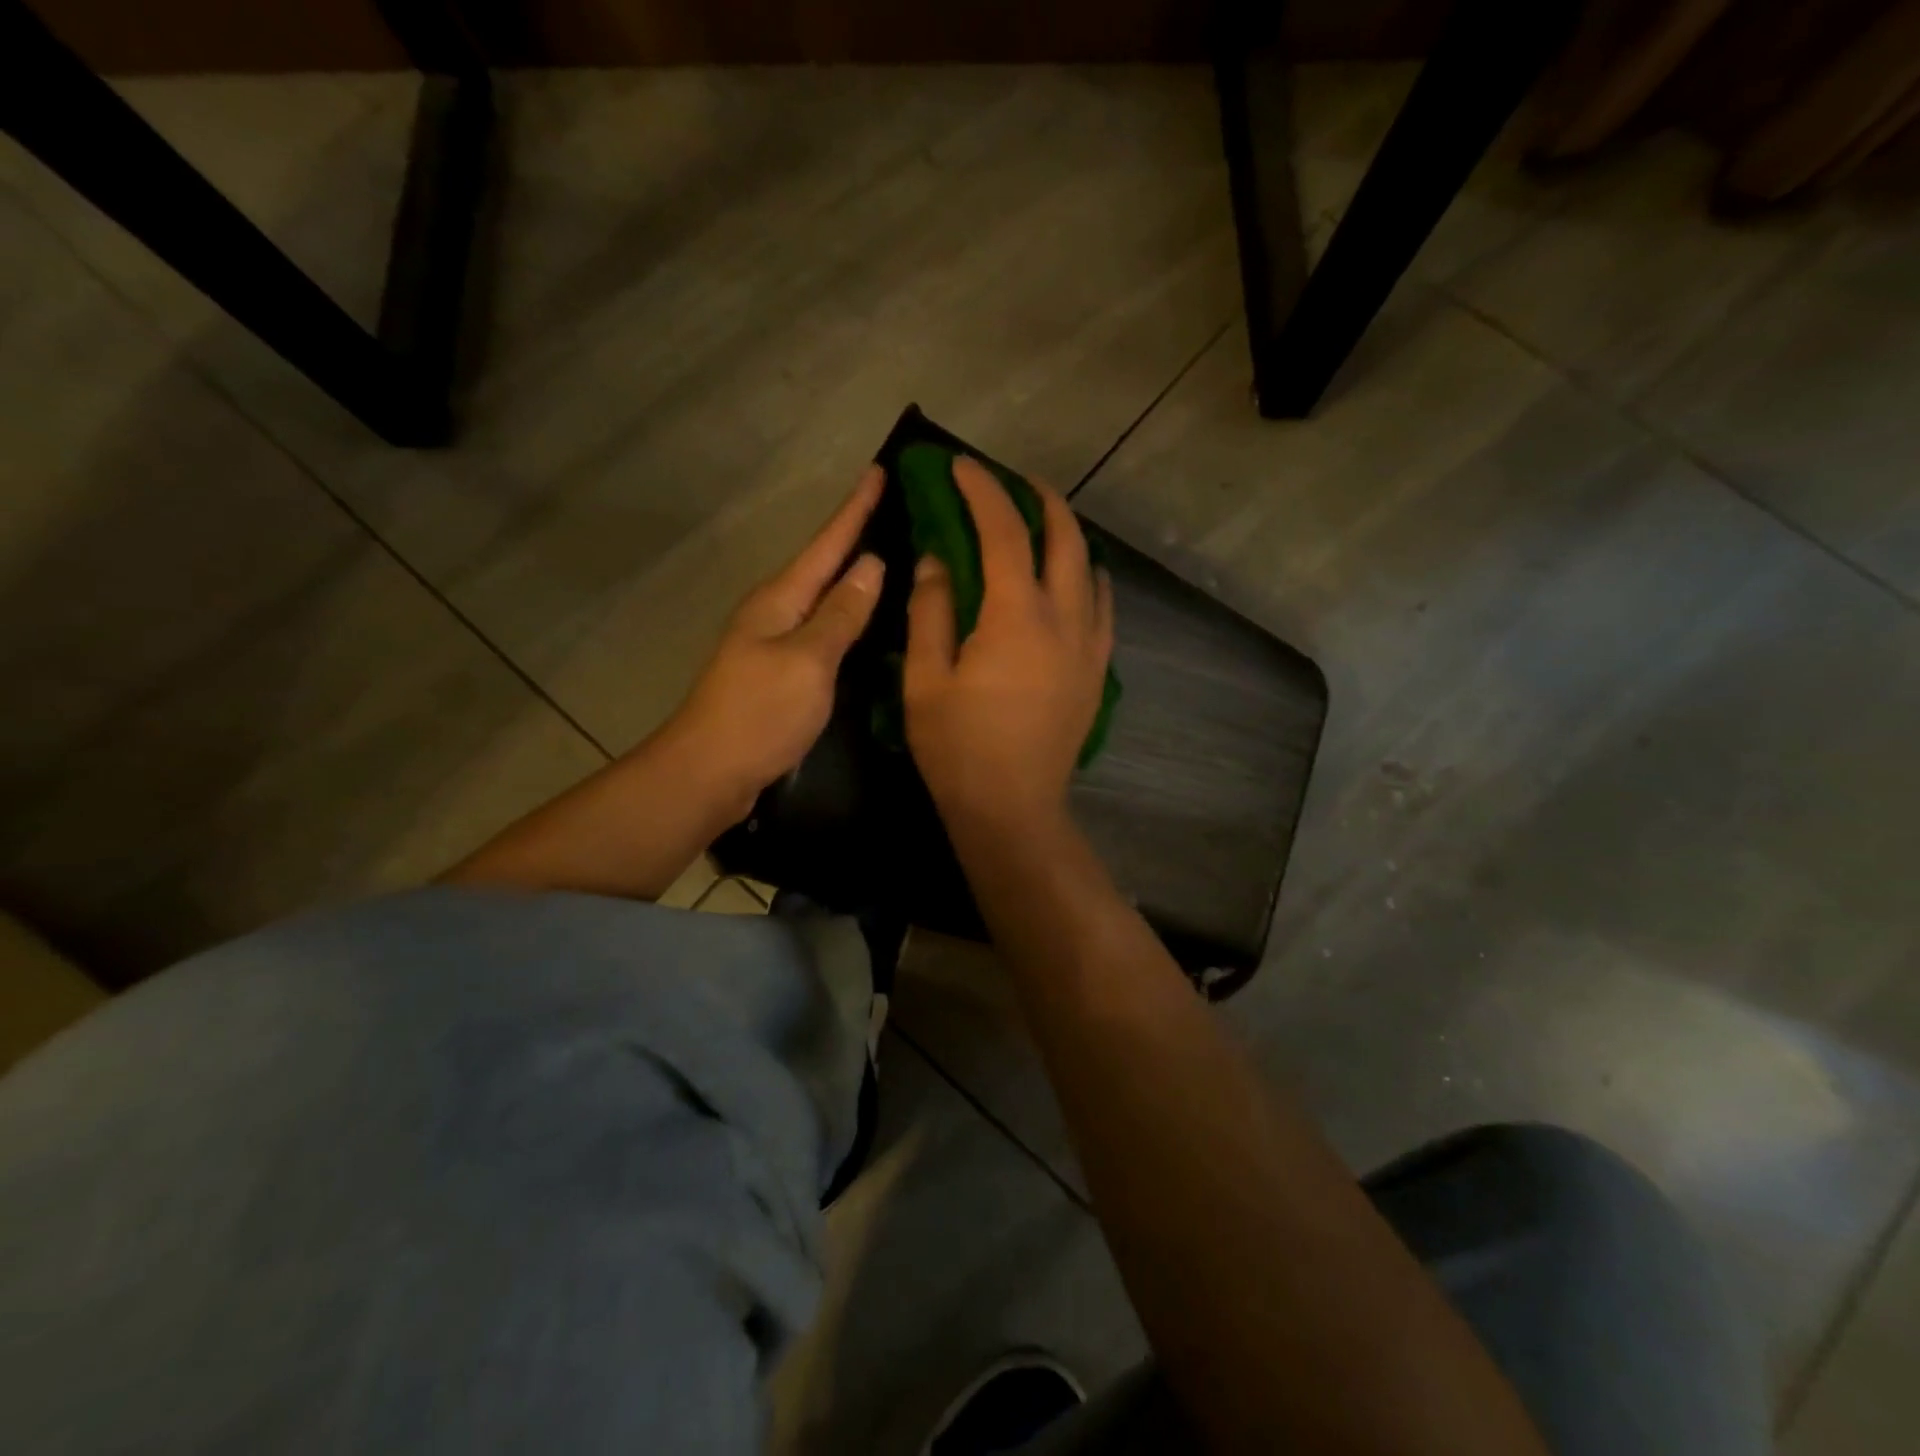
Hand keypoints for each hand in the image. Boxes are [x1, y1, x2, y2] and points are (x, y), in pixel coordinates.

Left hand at [663, 467, 885, 817]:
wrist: (709, 772)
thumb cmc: (760, 713)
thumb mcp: (808, 660)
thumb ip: (841, 613)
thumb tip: (870, 563)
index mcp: (780, 599)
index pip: (826, 544)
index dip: (855, 508)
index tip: (881, 469)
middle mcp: (775, 611)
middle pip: (821, 564)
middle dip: (854, 534)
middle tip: (895, 509)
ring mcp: (774, 642)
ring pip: (822, 597)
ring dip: (851, 575)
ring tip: (890, 556)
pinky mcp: (779, 671)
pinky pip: (820, 629)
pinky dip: (845, 615)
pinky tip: (865, 620)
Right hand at [903, 457, 1112, 833]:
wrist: (1012, 809)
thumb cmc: (958, 748)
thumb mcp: (926, 678)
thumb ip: (931, 609)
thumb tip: (937, 557)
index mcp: (1016, 615)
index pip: (1003, 530)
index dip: (981, 490)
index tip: (961, 466)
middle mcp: (1065, 619)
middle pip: (1065, 538)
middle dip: (1040, 499)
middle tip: (1013, 483)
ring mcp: (1089, 646)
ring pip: (1091, 570)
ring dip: (1067, 537)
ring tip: (1041, 528)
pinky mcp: (1097, 672)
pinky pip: (1101, 608)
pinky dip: (1086, 580)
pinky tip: (1070, 584)